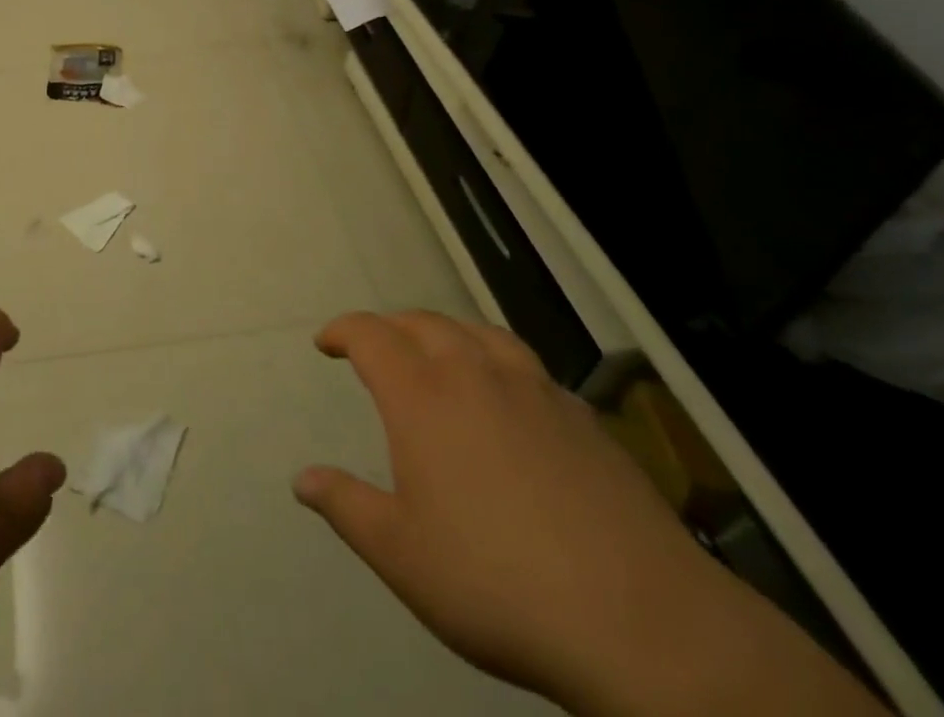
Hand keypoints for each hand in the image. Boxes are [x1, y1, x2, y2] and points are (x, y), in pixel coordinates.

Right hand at [294, 311, 885, 716]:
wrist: (641, 623)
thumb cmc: (496, 582)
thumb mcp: (401, 554)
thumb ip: (346, 507)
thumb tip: (302, 480)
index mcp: (421, 394)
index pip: (369, 335)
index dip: (342, 330)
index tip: (325, 343)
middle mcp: (474, 372)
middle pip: (423, 322)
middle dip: (390, 327)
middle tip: (375, 346)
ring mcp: (535, 389)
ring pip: (479, 333)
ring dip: (447, 333)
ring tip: (438, 353)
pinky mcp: (584, 416)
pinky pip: (527, 367)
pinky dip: (499, 364)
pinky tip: (510, 400)